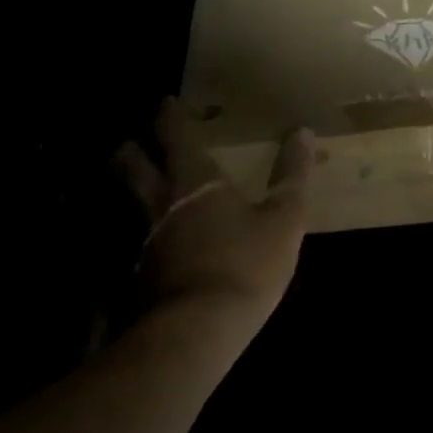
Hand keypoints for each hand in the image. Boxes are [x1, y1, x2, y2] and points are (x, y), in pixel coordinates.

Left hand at [112, 97, 314, 335]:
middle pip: (132, 167)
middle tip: (130, 143)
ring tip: (140, 187)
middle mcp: (161, 203)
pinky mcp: (140, 275)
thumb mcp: (284, 217)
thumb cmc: (246, 263)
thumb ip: (293, 174)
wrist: (199, 330)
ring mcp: (146, 241)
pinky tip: (156, 243)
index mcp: (194, 181)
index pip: (174, 136)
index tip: (166, 102)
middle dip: (130, 151)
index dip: (168, 116)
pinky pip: (137, 241)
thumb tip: (303, 132)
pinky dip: (142, 232)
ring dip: (130, 190)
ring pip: (130, 204)